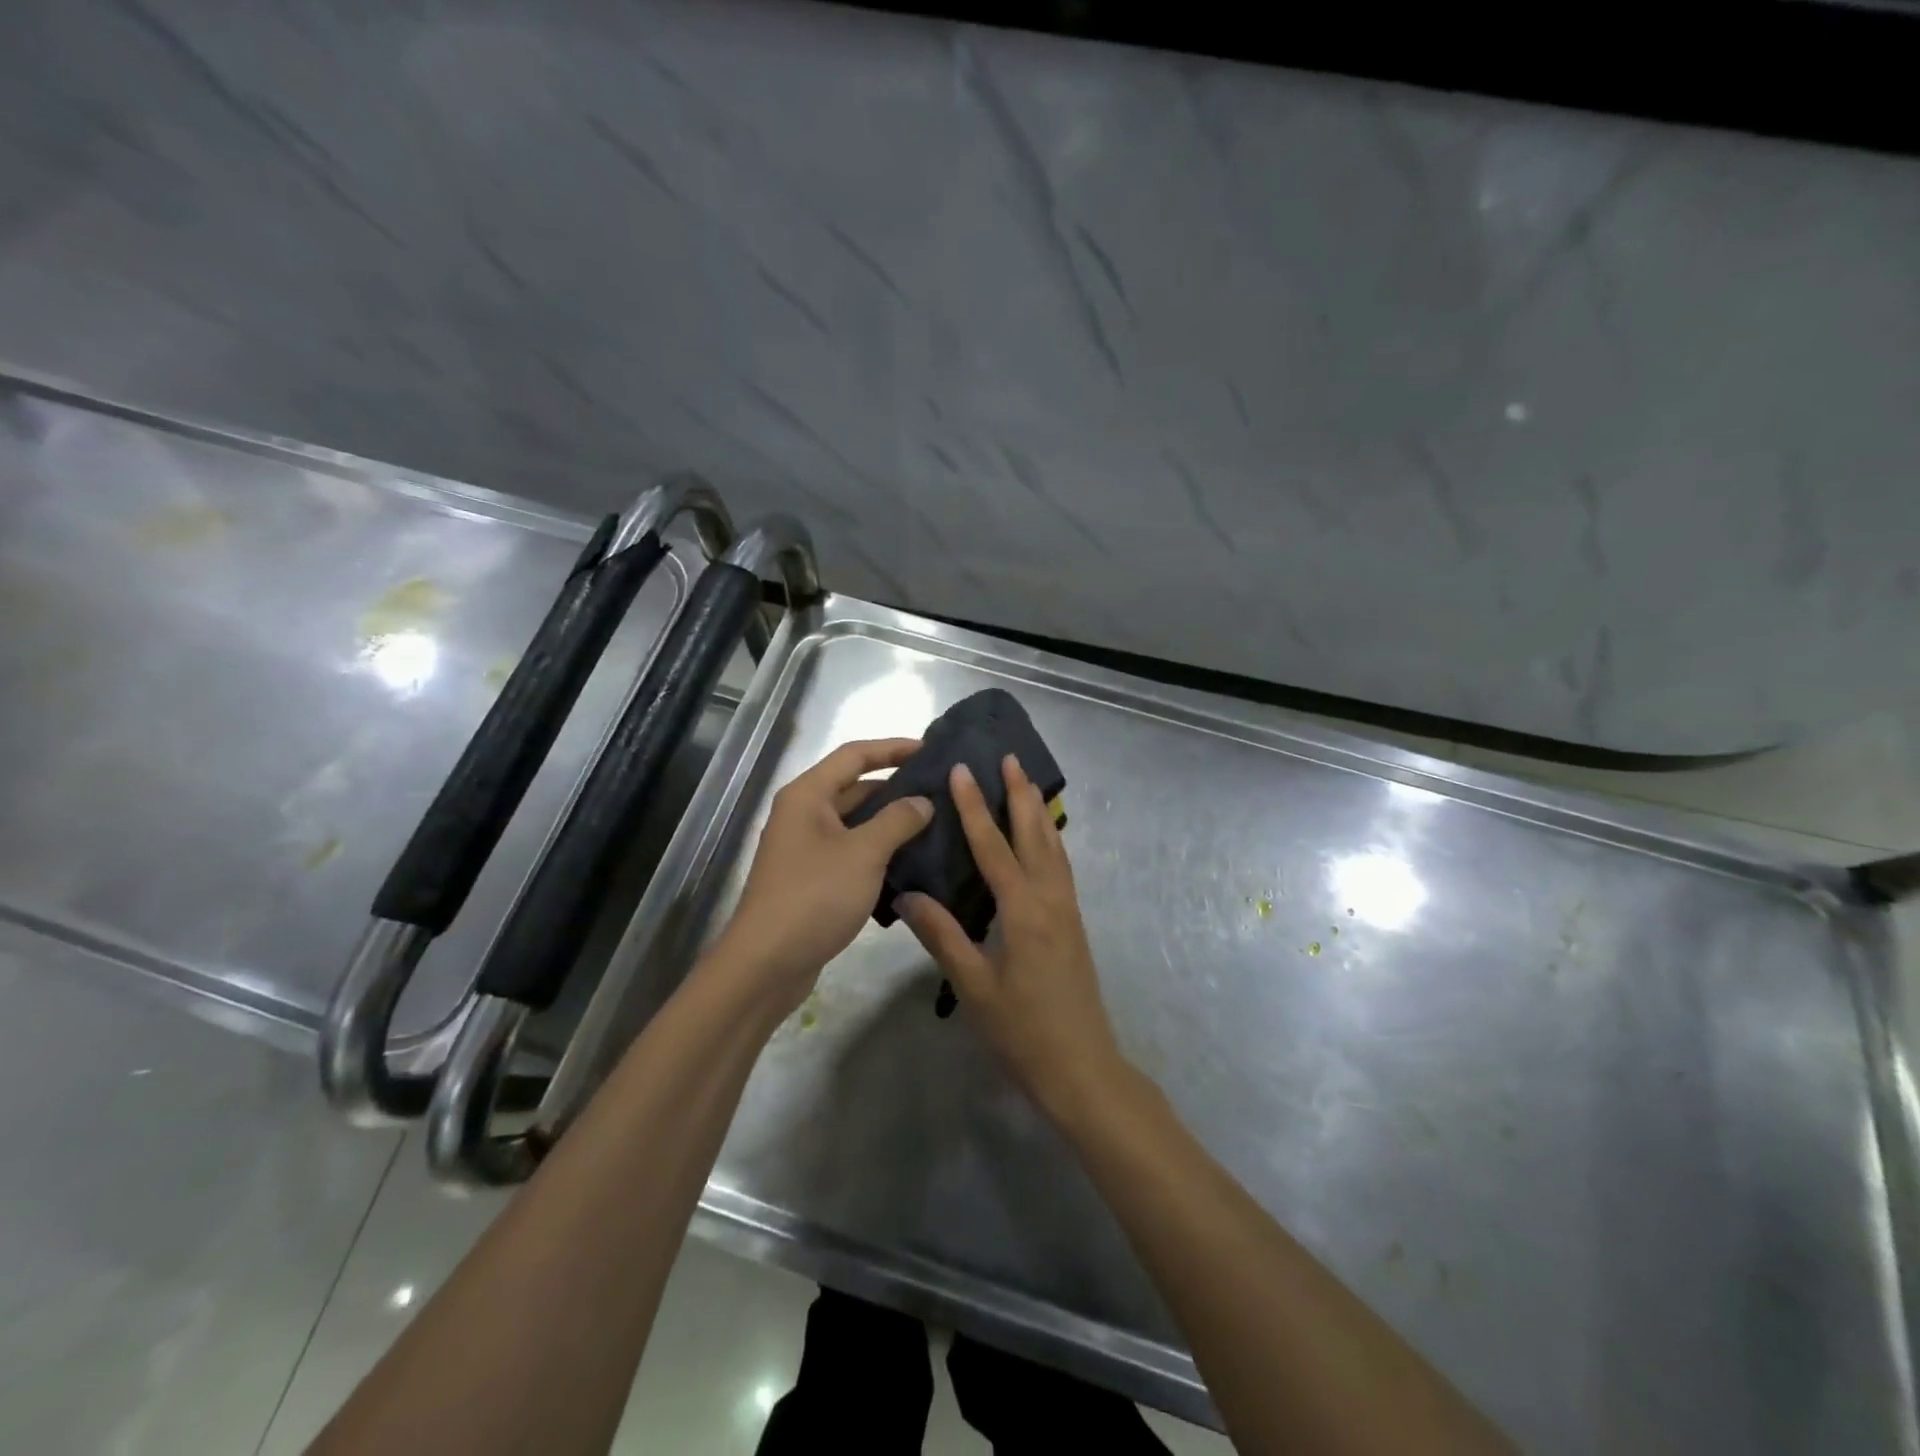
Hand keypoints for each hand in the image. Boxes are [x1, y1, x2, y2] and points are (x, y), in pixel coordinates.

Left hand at [715, 738, 933, 1011]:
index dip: (893, 748)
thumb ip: (898, 820)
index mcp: (808, 795)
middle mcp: (803, 814)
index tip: (930, 749)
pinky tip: (912, 862)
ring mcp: (806, 848)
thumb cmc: (814, 896)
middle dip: (896, 788)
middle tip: (941, 792)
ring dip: (891, 823)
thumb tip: (923, 802)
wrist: (766, 964)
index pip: (855, 755)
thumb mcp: (864, 853)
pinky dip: (879, 852)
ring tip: (935, 825)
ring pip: (856, 823)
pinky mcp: (812, 879)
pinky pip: (852, 852)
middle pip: (855, 787)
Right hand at [897, 755, 1129, 1126]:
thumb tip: (906, 894)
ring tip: (1026, 783)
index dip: (974, 807)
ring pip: (1053, 847)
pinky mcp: (1073, 923)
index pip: (993, 846)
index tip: (962, 770)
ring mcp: (1067, 910)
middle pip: (1035, 833)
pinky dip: (1049, 840)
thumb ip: (942, 936)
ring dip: (1038, 811)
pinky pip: (1060, 867)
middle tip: (1009, 757)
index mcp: (1023, 910)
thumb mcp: (974, 986)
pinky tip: (1042, 839)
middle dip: (1020, 793)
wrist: (1082, 1068)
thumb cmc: (1023, 1030)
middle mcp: (1050, 899)